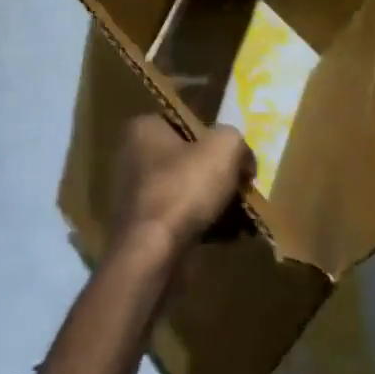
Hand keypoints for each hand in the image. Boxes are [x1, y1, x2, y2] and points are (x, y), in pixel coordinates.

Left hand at [109, 116, 253, 250]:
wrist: (154, 252)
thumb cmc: (184, 187)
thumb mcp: (224, 148)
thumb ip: (236, 142)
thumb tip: (243, 159)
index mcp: (142, 130)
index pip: (182, 122)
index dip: (211, 135)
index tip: (233, 153)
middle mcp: (131, 159)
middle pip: (185, 159)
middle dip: (214, 173)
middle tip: (241, 183)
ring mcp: (134, 196)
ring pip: (185, 192)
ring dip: (211, 202)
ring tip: (240, 212)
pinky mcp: (142, 229)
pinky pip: (180, 220)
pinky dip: (202, 225)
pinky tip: (227, 234)